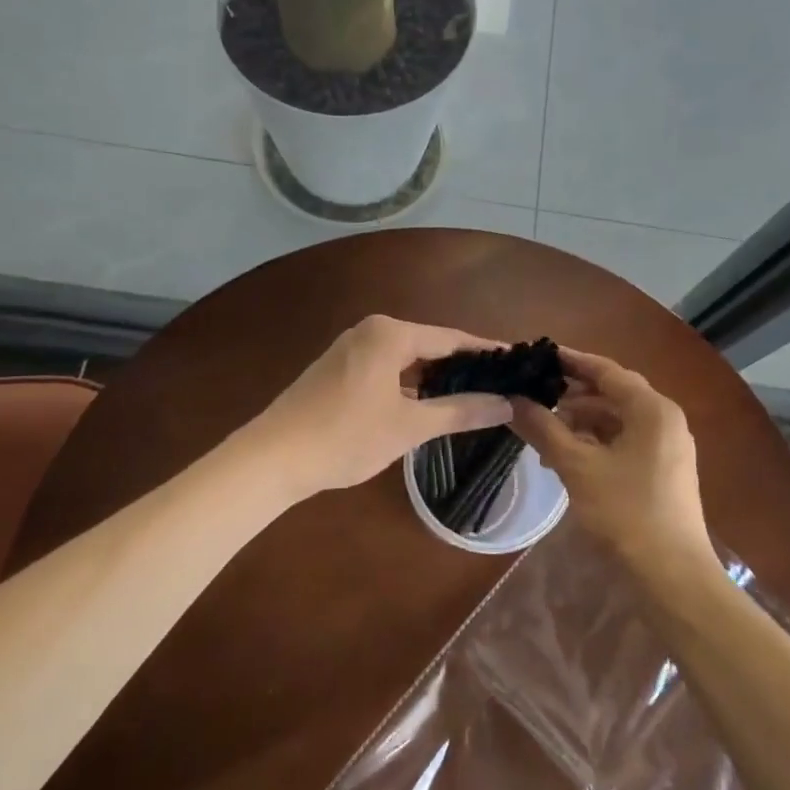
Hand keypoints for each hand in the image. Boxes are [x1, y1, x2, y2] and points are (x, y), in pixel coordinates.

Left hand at [243, 315, 514, 501]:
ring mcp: (351, 348)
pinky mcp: (338, 369)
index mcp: (390, 333)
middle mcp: (371, 330)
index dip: (486, 352)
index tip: (517, 362)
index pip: (452, 338)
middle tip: (501, 386)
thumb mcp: (409, 426)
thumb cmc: (346, 437)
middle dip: (463, 367)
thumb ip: (460, 411)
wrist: (272, 458)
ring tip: (473, 397)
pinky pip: (387, 368)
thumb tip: (507, 404)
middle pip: (430, 345)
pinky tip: (427, 405)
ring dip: (436, 378)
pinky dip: (410, 384)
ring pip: (407, 358)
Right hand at [508, 348, 710, 571]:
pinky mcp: (663, 470)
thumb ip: (544, 429)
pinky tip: (566, 457)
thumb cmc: (626, 513)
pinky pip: (625, 442)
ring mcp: (667, 446)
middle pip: (612, 393)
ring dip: (581, 422)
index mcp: (652, 409)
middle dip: (571, 395)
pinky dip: (596, 443)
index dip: (570, 361)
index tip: (536, 356)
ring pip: (617, 420)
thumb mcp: (577, 467)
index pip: (605, 370)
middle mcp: (664, 419)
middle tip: (533, 394)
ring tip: (543, 431)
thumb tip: (512, 399)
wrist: (673, 577)